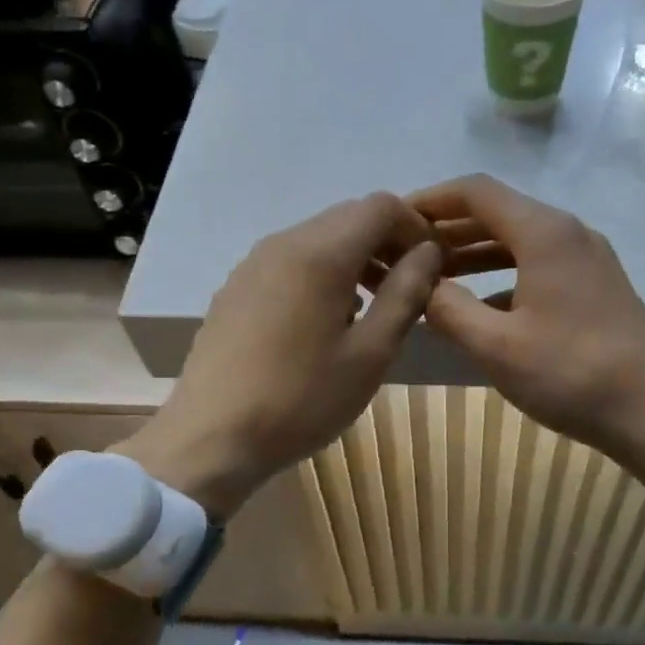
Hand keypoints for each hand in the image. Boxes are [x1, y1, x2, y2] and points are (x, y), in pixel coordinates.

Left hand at [117, 193, 441, 518]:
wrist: (211, 437)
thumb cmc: (301, 400)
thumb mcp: (370, 353)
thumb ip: (405, 294)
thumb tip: (427, 252)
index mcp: (320, 253)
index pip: (380, 207)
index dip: (416, 228)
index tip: (433, 266)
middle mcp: (283, 243)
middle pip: (348, 218)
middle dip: (386, 243)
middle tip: (408, 289)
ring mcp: (252, 265)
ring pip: (317, 240)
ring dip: (354, 260)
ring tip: (371, 311)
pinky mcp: (235, 289)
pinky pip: (290, 263)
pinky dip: (322, 275)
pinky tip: (325, 325)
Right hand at [409, 175, 644, 520]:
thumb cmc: (573, 374)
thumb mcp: (497, 347)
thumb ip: (450, 310)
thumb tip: (424, 285)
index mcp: (544, 233)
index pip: (476, 192)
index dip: (431, 200)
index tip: (394, 220)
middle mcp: (568, 234)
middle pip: (498, 214)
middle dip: (449, 230)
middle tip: (405, 253)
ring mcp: (587, 261)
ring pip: (518, 243)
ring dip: (474, 255)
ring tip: (433, 279)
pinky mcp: (596, 289)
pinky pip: (537, 268)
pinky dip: (502, 279)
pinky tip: (480, 310)